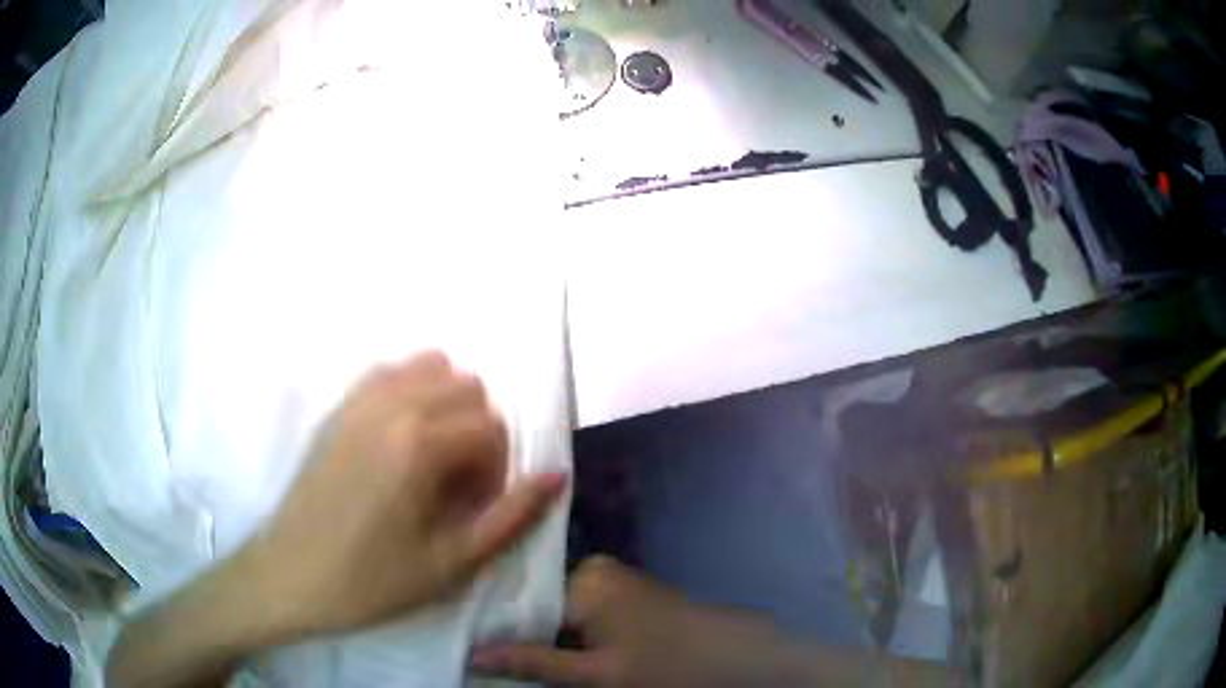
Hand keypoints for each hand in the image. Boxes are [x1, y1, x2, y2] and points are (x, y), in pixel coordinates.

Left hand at [243, 351, 566, 635]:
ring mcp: (358, 401)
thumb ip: (510, 517)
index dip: (498, 469)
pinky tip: (402, 438)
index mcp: (420, 445)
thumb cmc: (371, 581)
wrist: (289, 576)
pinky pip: (389, 372)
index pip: (492, 426)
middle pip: (467, 387)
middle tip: (458, 486)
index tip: (477, 507)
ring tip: (433, 458)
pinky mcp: (337, 408)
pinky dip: (411, 391)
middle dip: (478, 433)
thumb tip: (556, 476)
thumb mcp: (451, 565)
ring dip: (448, 406)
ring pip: (431, 367)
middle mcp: (391, 406)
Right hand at [469, 556, 785, 687]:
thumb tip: (472, 654)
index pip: (517, 601)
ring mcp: (610, 580)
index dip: (493, 628)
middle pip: (535, 604)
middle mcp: (593, 570)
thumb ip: (534, 663)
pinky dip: (564, 634)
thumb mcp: (597, 674)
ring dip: (539, 636)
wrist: (734, 658)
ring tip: (510, 659)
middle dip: (516, 634)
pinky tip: (551, 655)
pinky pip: (577, 611)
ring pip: (555, 611)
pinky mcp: (622, 594)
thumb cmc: (666, 665)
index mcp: (583, 580)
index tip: (467, 646)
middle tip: (486, 659)